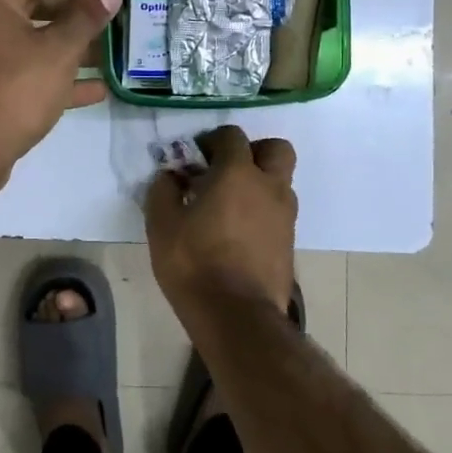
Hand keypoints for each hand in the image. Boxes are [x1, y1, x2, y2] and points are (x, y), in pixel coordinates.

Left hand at [0, 0, 120, 190]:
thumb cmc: (14, 89)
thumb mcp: (59, 50)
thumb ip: (87, 18)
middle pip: (36, 4)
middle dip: (77, 10)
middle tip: (114, 14)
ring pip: (34, 41)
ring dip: (72, 45)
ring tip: (113, 50)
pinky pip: (27, 72)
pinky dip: (58, 76)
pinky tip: (97, 89)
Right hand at [145, 126, 297, 320]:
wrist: (237, 316)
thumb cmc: (195, 263)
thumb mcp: (162, 224)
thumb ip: (163, 190)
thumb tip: (169, 176)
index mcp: (238, 173)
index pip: (232, 136)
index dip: (212, 140)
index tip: (195, 158)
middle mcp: (269, 186)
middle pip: (275, 149)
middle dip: (253, 152)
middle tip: (227, 170)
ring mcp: (285, 215)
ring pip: (280, 182)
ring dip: (259, 183)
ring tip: (229, 205)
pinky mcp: (289, 242)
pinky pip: (278, 212)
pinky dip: (262, 211)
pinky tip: (238, 231)